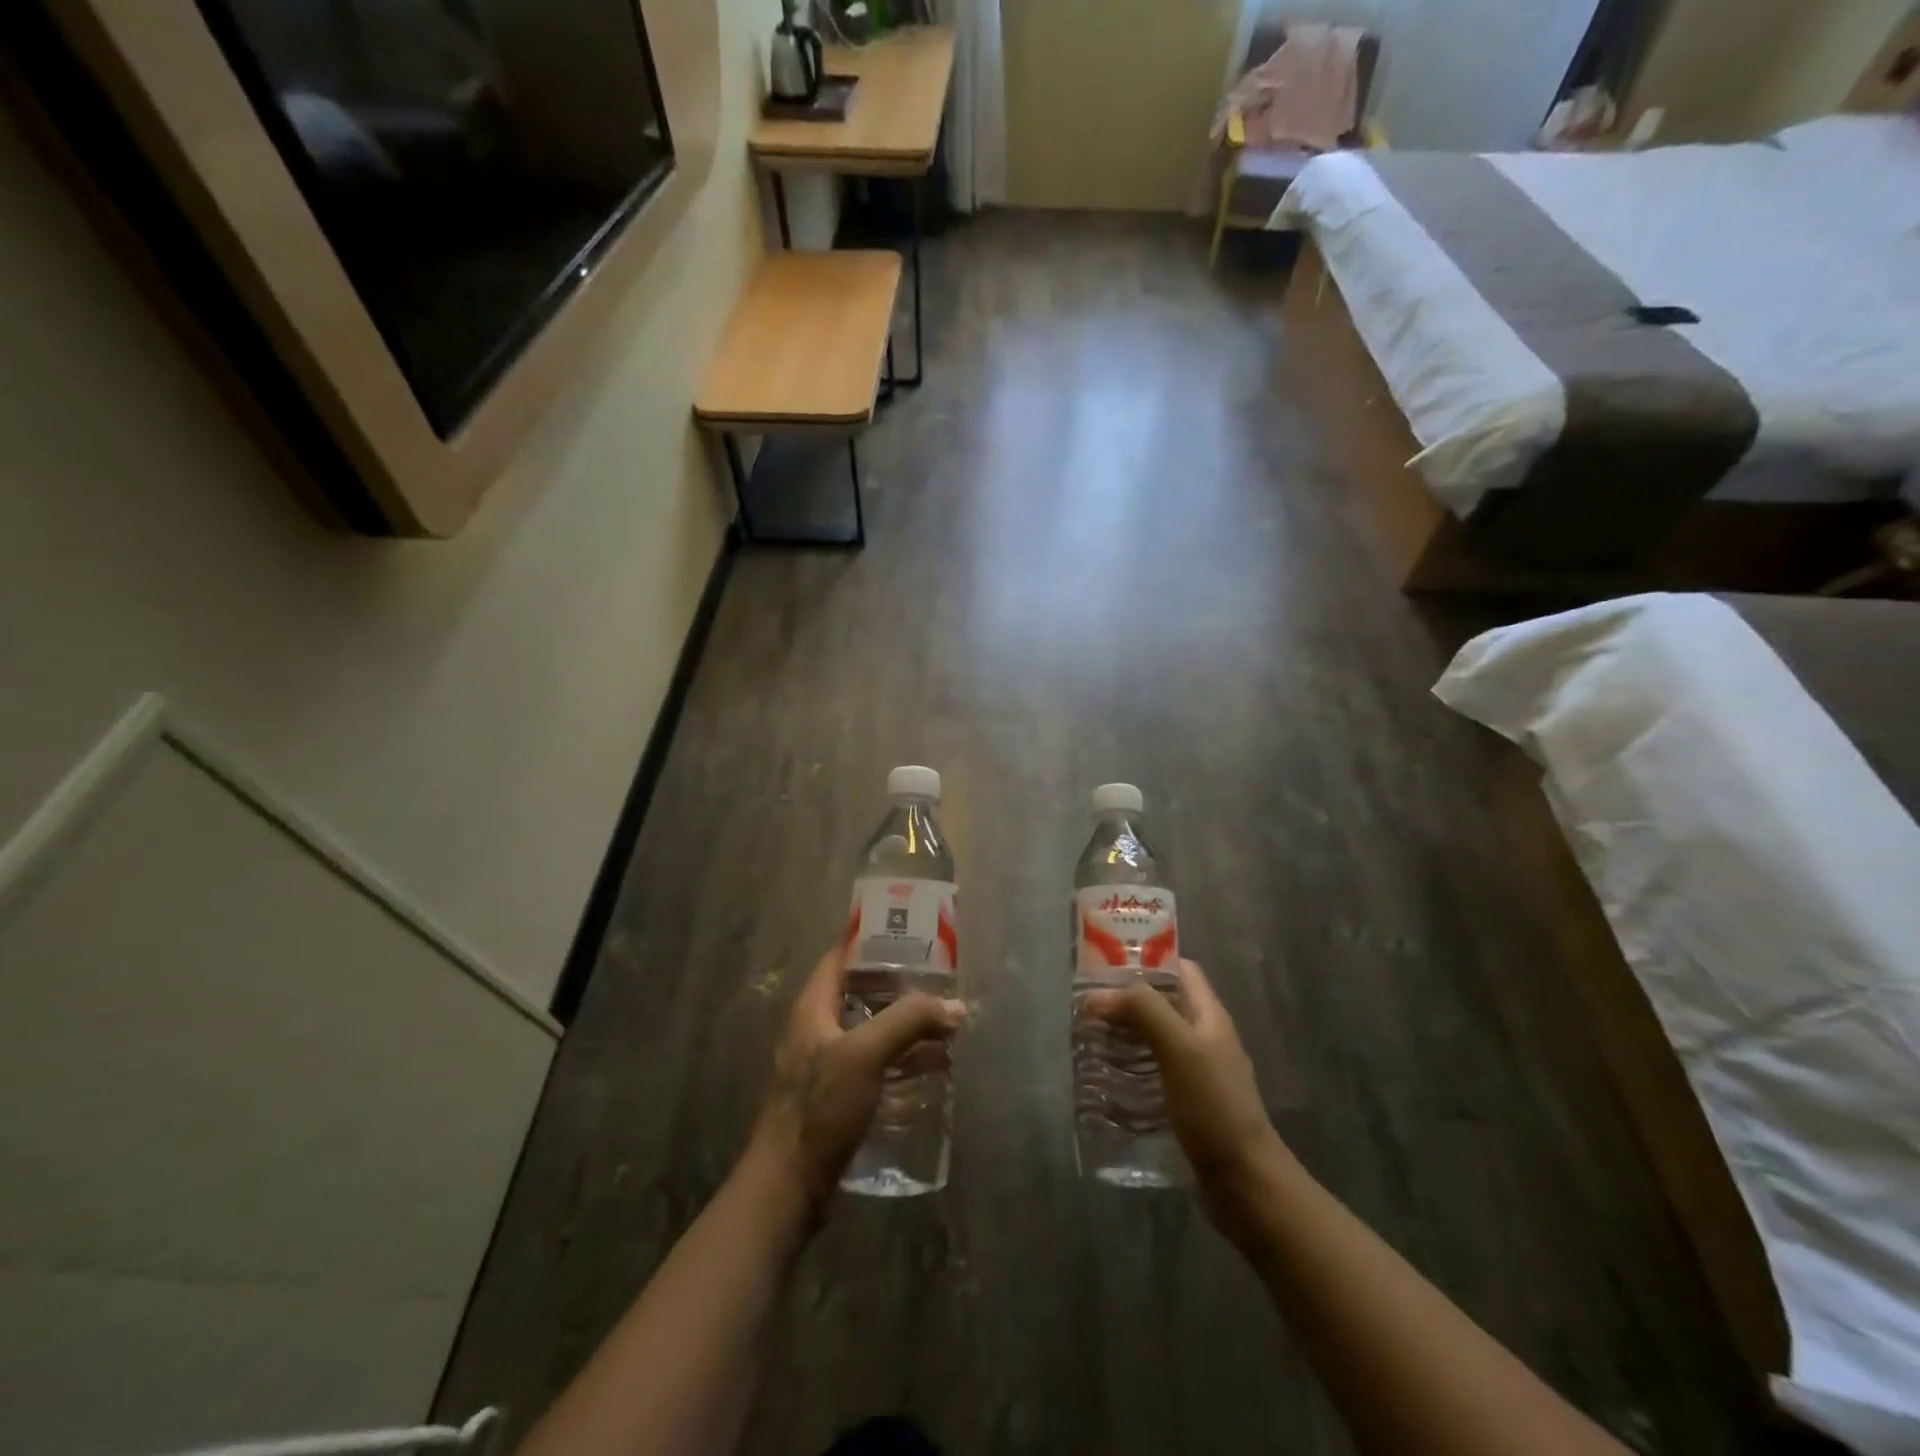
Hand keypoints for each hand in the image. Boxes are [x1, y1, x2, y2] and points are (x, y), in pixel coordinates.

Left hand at [748, 947, 966, 1205]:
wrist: (788, 1187)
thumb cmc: (820, 1108)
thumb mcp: (866, 1054)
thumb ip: (909, 1022)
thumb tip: (954, 1005)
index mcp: (813, 1009)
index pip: (841, 959)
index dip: (872, 943)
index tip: (911, 938)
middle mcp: (817, 1031)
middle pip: (861, 995)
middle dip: (900, 989)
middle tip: (939, 983)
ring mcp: (827, 1067)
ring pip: (871, 1032)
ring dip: (905, 1027)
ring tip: (945, 1025)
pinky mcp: (839, 1098)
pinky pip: (875, 1066)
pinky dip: (901, 1061)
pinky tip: (931, 1069)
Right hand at [1087, 959, 1285, 1236]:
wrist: (1246, 1184)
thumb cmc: (1214, 1107)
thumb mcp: (1180, 1048)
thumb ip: (1145, 1011)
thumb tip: (1101, 995)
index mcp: (1209, 1016)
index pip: (1180, 969)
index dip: (1147, 960)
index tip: (1106, 964)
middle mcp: (1205, 1038)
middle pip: (1163, 1004)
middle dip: (1126, 1000)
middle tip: (1086, 1006)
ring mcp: (1198, 1073)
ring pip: (1154, 1038)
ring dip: (1123, 1035)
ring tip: (1088, 1039)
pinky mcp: (1187, 1104)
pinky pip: (1153, 1072)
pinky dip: (1129, 1068)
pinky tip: (1105, 1079)